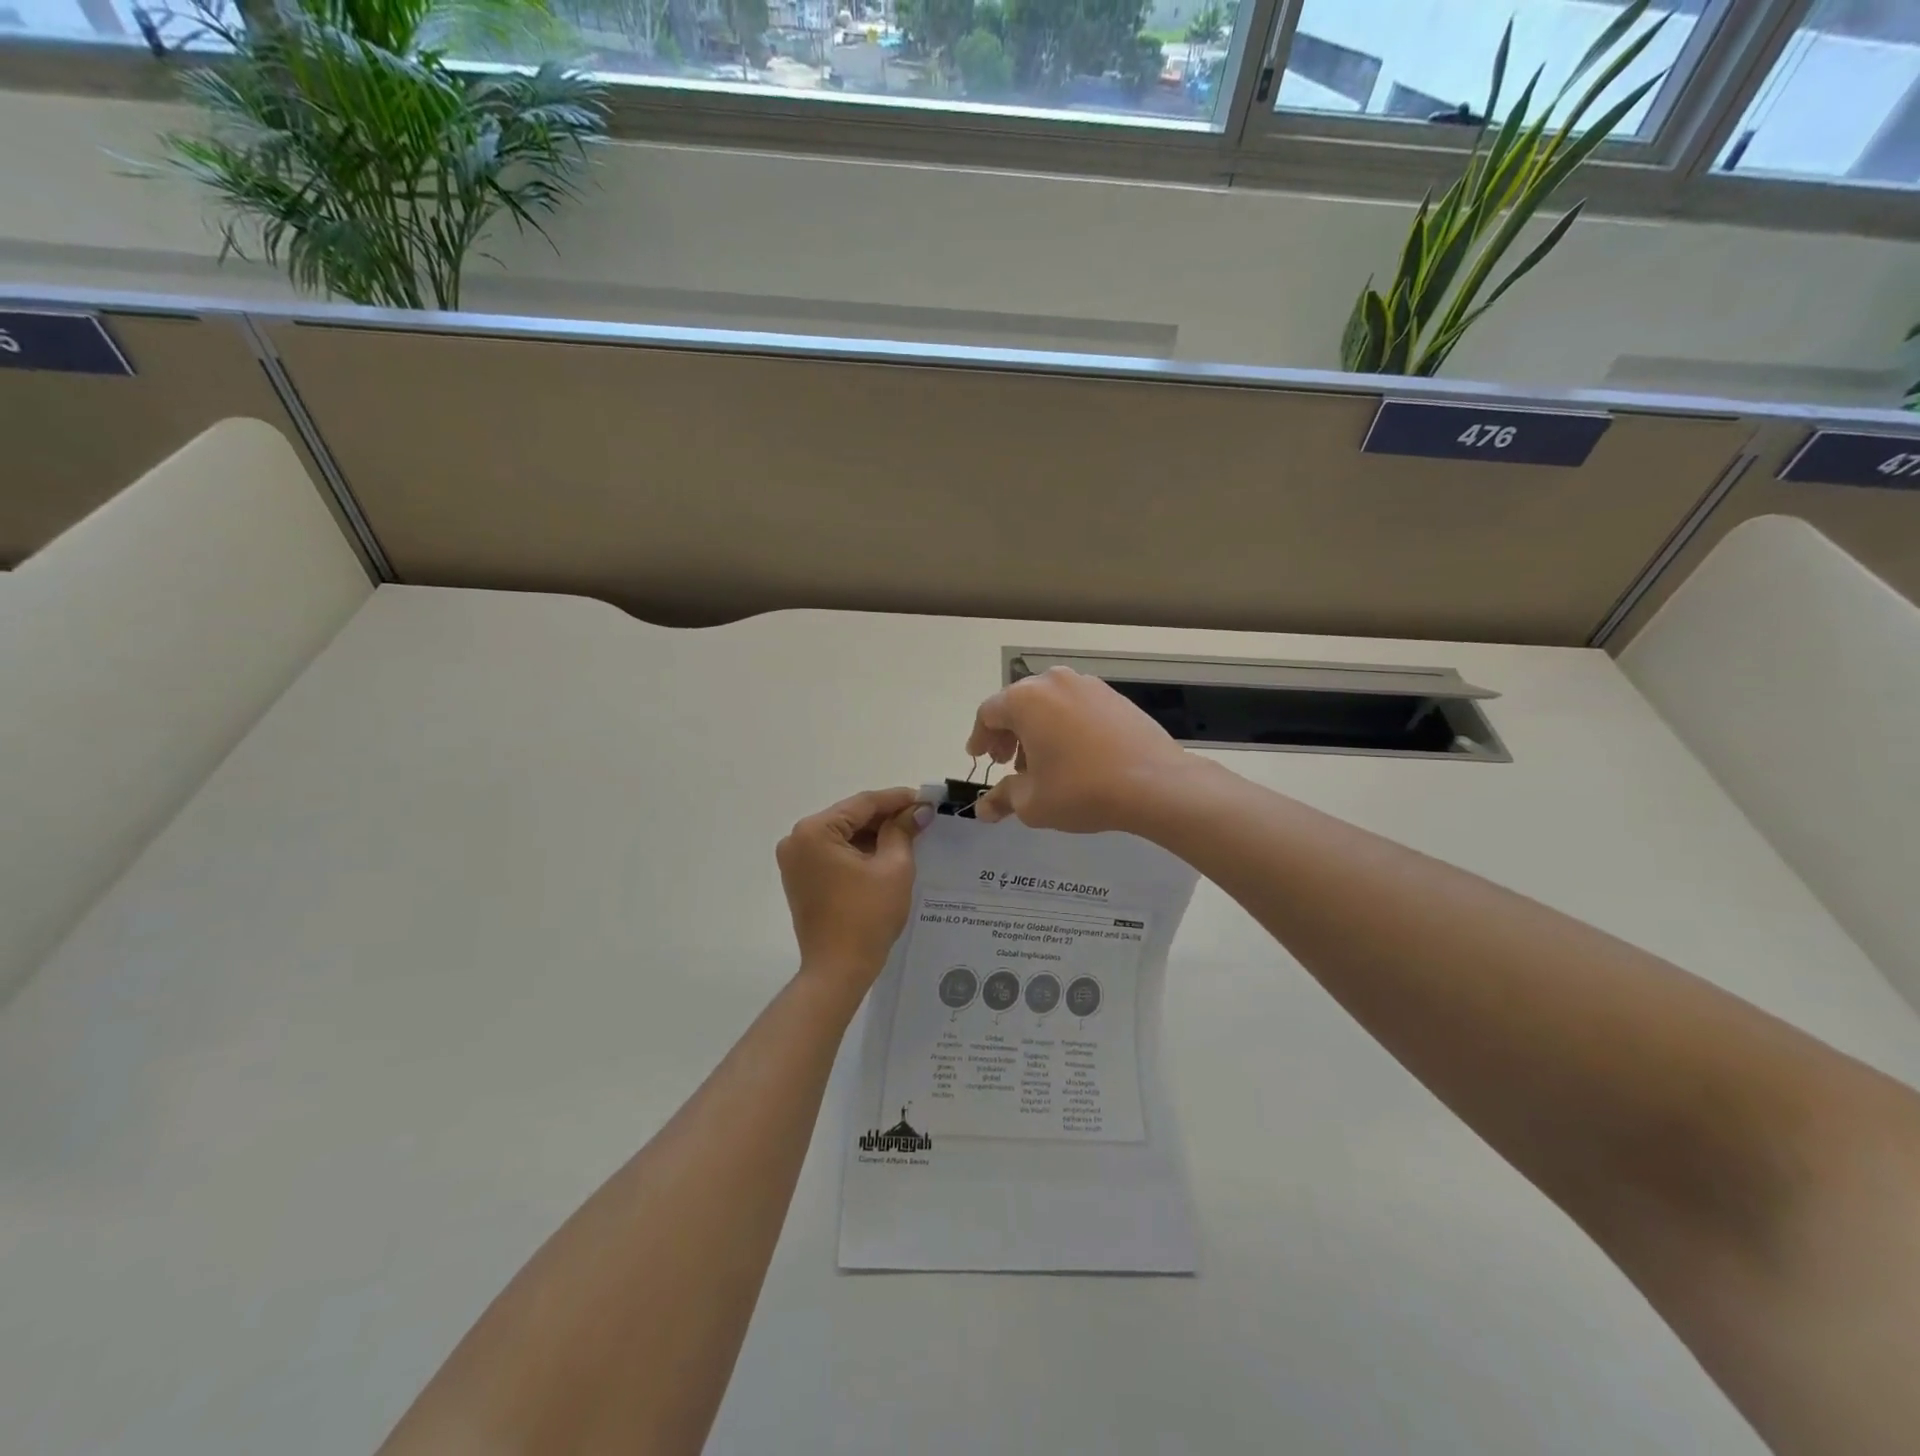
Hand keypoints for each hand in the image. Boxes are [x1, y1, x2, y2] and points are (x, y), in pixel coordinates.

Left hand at [777, 788, 931, 995]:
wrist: (838, 970)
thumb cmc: (867, 916)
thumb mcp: (893, 868)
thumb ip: (903, 831)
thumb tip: (918, 810)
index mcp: (815, 831)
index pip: (863, 804)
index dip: (897, 798)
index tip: (925, 797)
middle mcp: (797, 839)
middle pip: (850, 817)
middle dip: (886, 816)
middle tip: (921, 816)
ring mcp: (796, 860)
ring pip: (843, 835)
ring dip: (874, 833)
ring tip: (910, 832)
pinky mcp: (801, 877)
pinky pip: (834, 852)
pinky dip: (859, 850)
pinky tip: (887, 850)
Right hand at [967, 667, 1188, 833]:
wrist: (1155, 783)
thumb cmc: (1082, 790)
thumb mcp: (1033, 802)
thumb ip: (1002, 798)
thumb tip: (983, 809)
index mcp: (1025, 700)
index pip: (988, 713)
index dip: (980, 737)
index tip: (980, 758)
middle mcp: (1053, 682)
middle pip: (1018, 703)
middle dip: (1008, 733)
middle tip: (1007, 762)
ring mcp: (1088, 685)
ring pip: (1048, 703)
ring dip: (1036, 729)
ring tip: (1042, 762)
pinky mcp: (1114, 696)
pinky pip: (1075, 706)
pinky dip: (1064, 725)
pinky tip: (1073, 755)